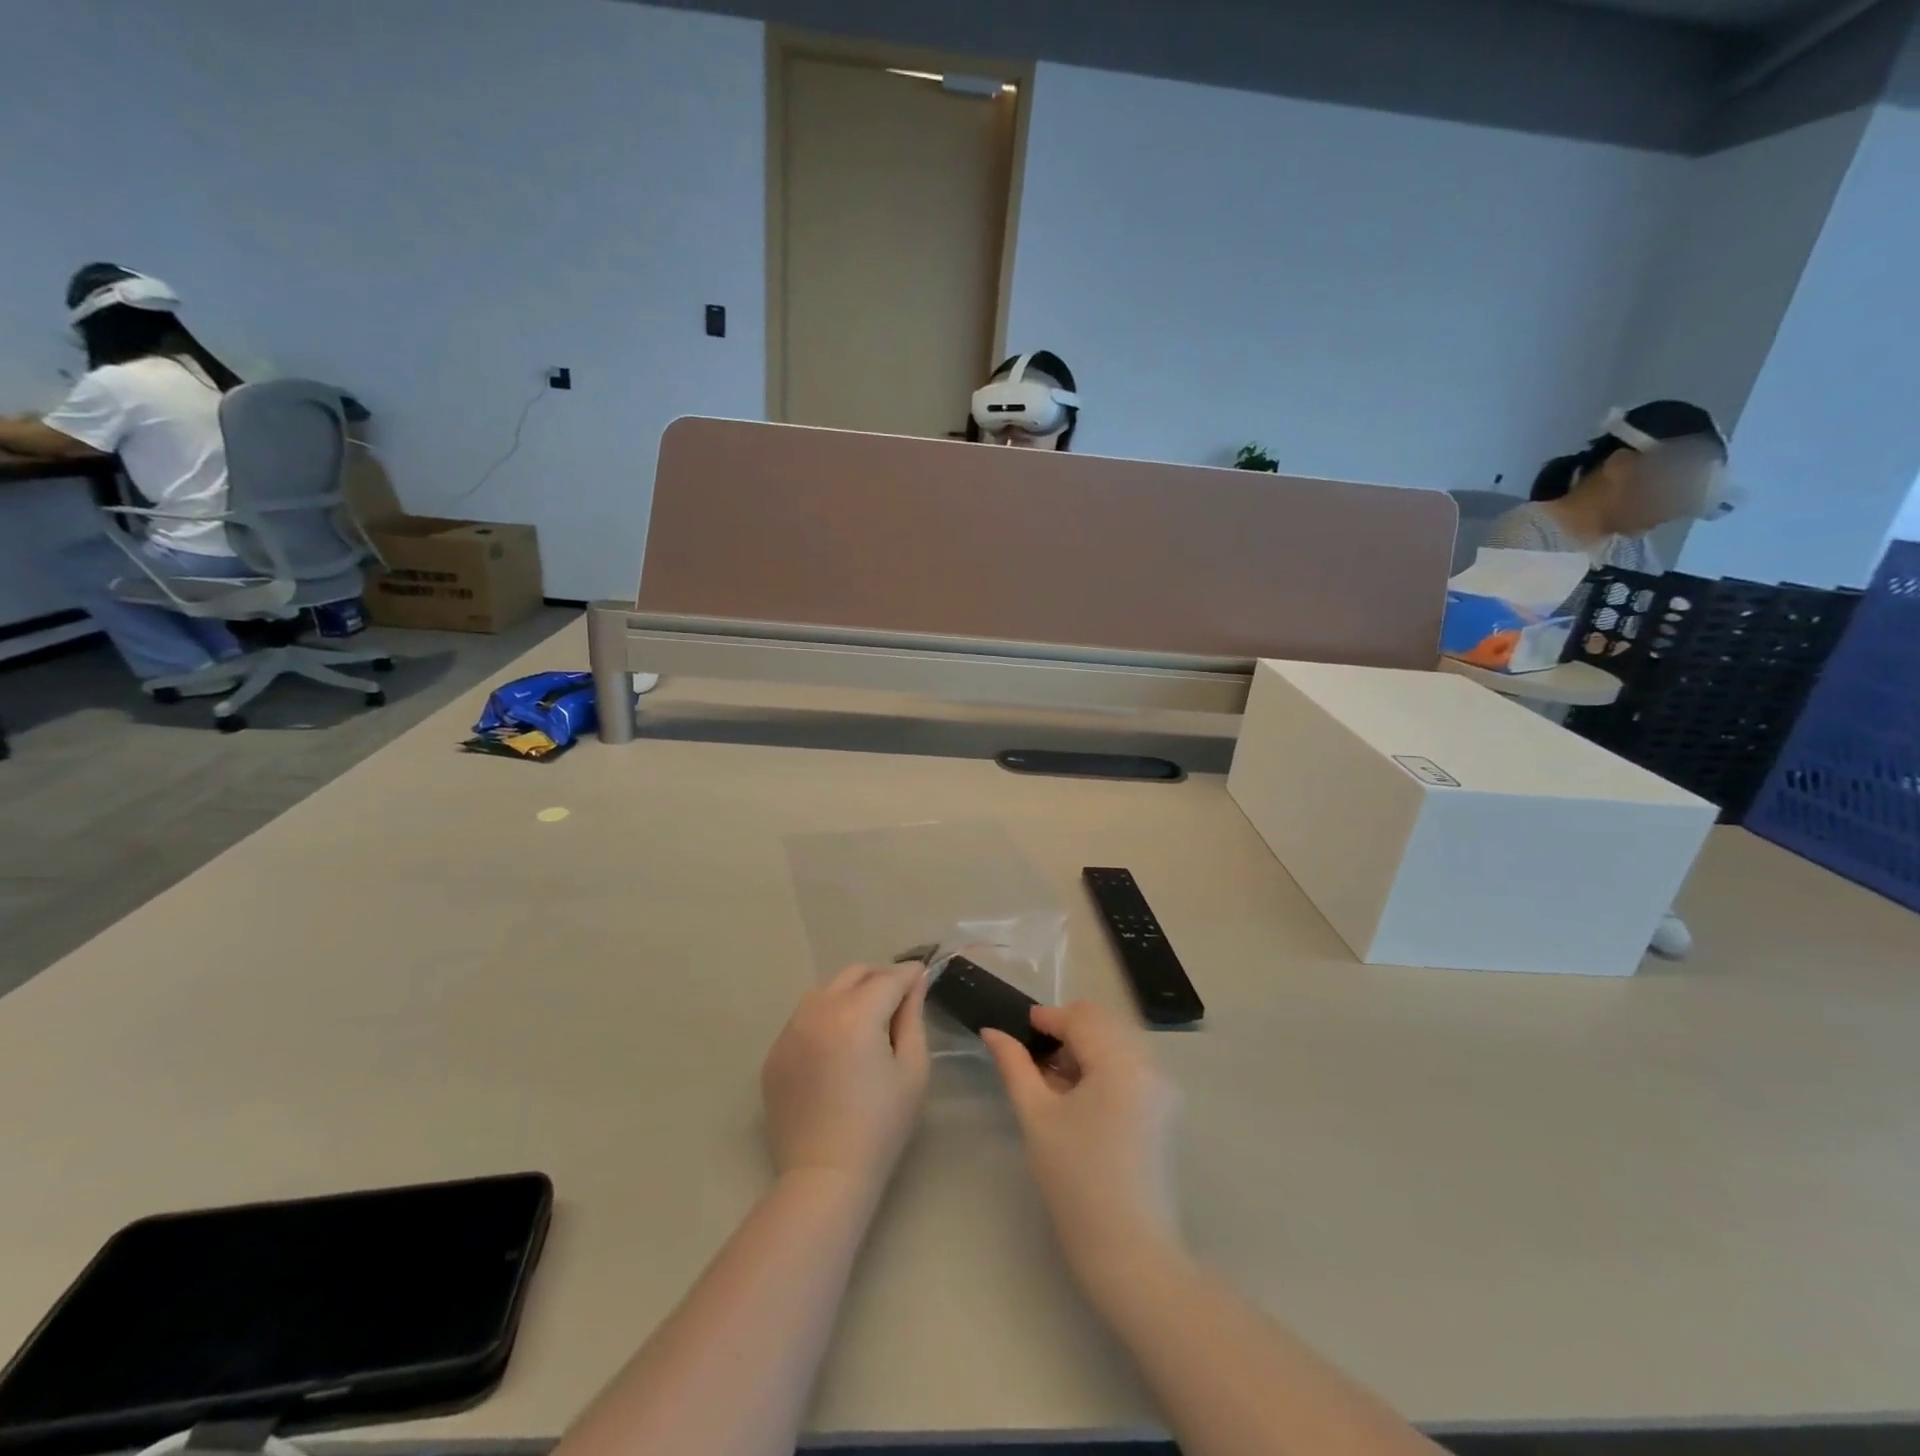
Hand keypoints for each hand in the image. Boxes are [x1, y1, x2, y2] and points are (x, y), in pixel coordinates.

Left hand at [761, 963, 930, 1195]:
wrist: (825, 1174)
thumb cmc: (881, 1125)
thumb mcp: (913, 1069)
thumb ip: (913, 1017)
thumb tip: (915, 982)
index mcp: (856, 1014)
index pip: (889, 978)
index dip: (911, 974)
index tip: (924, 977)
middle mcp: (819, 1011)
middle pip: (854, 974)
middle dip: (880, 978)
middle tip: (898, 999)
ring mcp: (791, 1029)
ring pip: (826, 990)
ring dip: (850, 993)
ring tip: (866, 1020)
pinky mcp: (775, 1051)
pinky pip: (805, 1017)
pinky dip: (825, 1017)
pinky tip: (837, 1045)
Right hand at [983, 1001, 1179, 1280]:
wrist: (1130, 1253)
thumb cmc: (1076, 1183)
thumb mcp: (1036, 1117)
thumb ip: (1014, 1066)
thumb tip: (993, 1031)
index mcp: (1120, 1062)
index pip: (1079, 1018)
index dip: (1046, 1019)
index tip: (1018, 1032)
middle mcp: (1149, 1065)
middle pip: (1103, 1022)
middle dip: (1067, 1031)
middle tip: (1035, 1061)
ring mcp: (1163, 1087)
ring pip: (1117, 1041)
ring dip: (1085, 1048)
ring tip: (1054, 1083)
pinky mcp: (1165, 1109)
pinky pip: (1130, 1066)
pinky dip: (1103, 1067)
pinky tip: (1079, 1098)